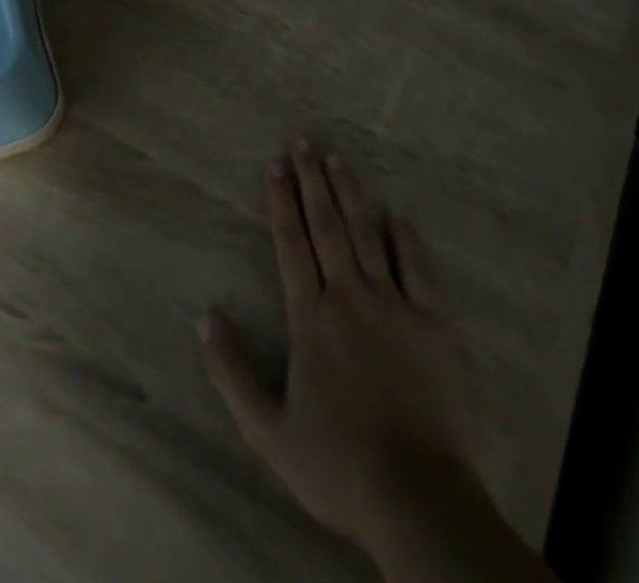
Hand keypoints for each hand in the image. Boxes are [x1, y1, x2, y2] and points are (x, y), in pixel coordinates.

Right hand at [198, 144, 482, 553]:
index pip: (291, 243)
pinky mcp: (434, 322)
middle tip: (304, 141)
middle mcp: (350, 296)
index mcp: (311, 317)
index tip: (273, 164)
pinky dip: (407, 239)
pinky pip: (418, 269)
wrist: (416, 496)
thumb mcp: (268, 431)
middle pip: (327, 226)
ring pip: (367, 235)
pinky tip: (398, 214)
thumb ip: (232, 372)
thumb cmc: (337, 464)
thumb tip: (204, 317)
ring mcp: (395, 305)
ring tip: (338, 160)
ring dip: (351, 194)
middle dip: (312, 180)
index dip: (280, 200)